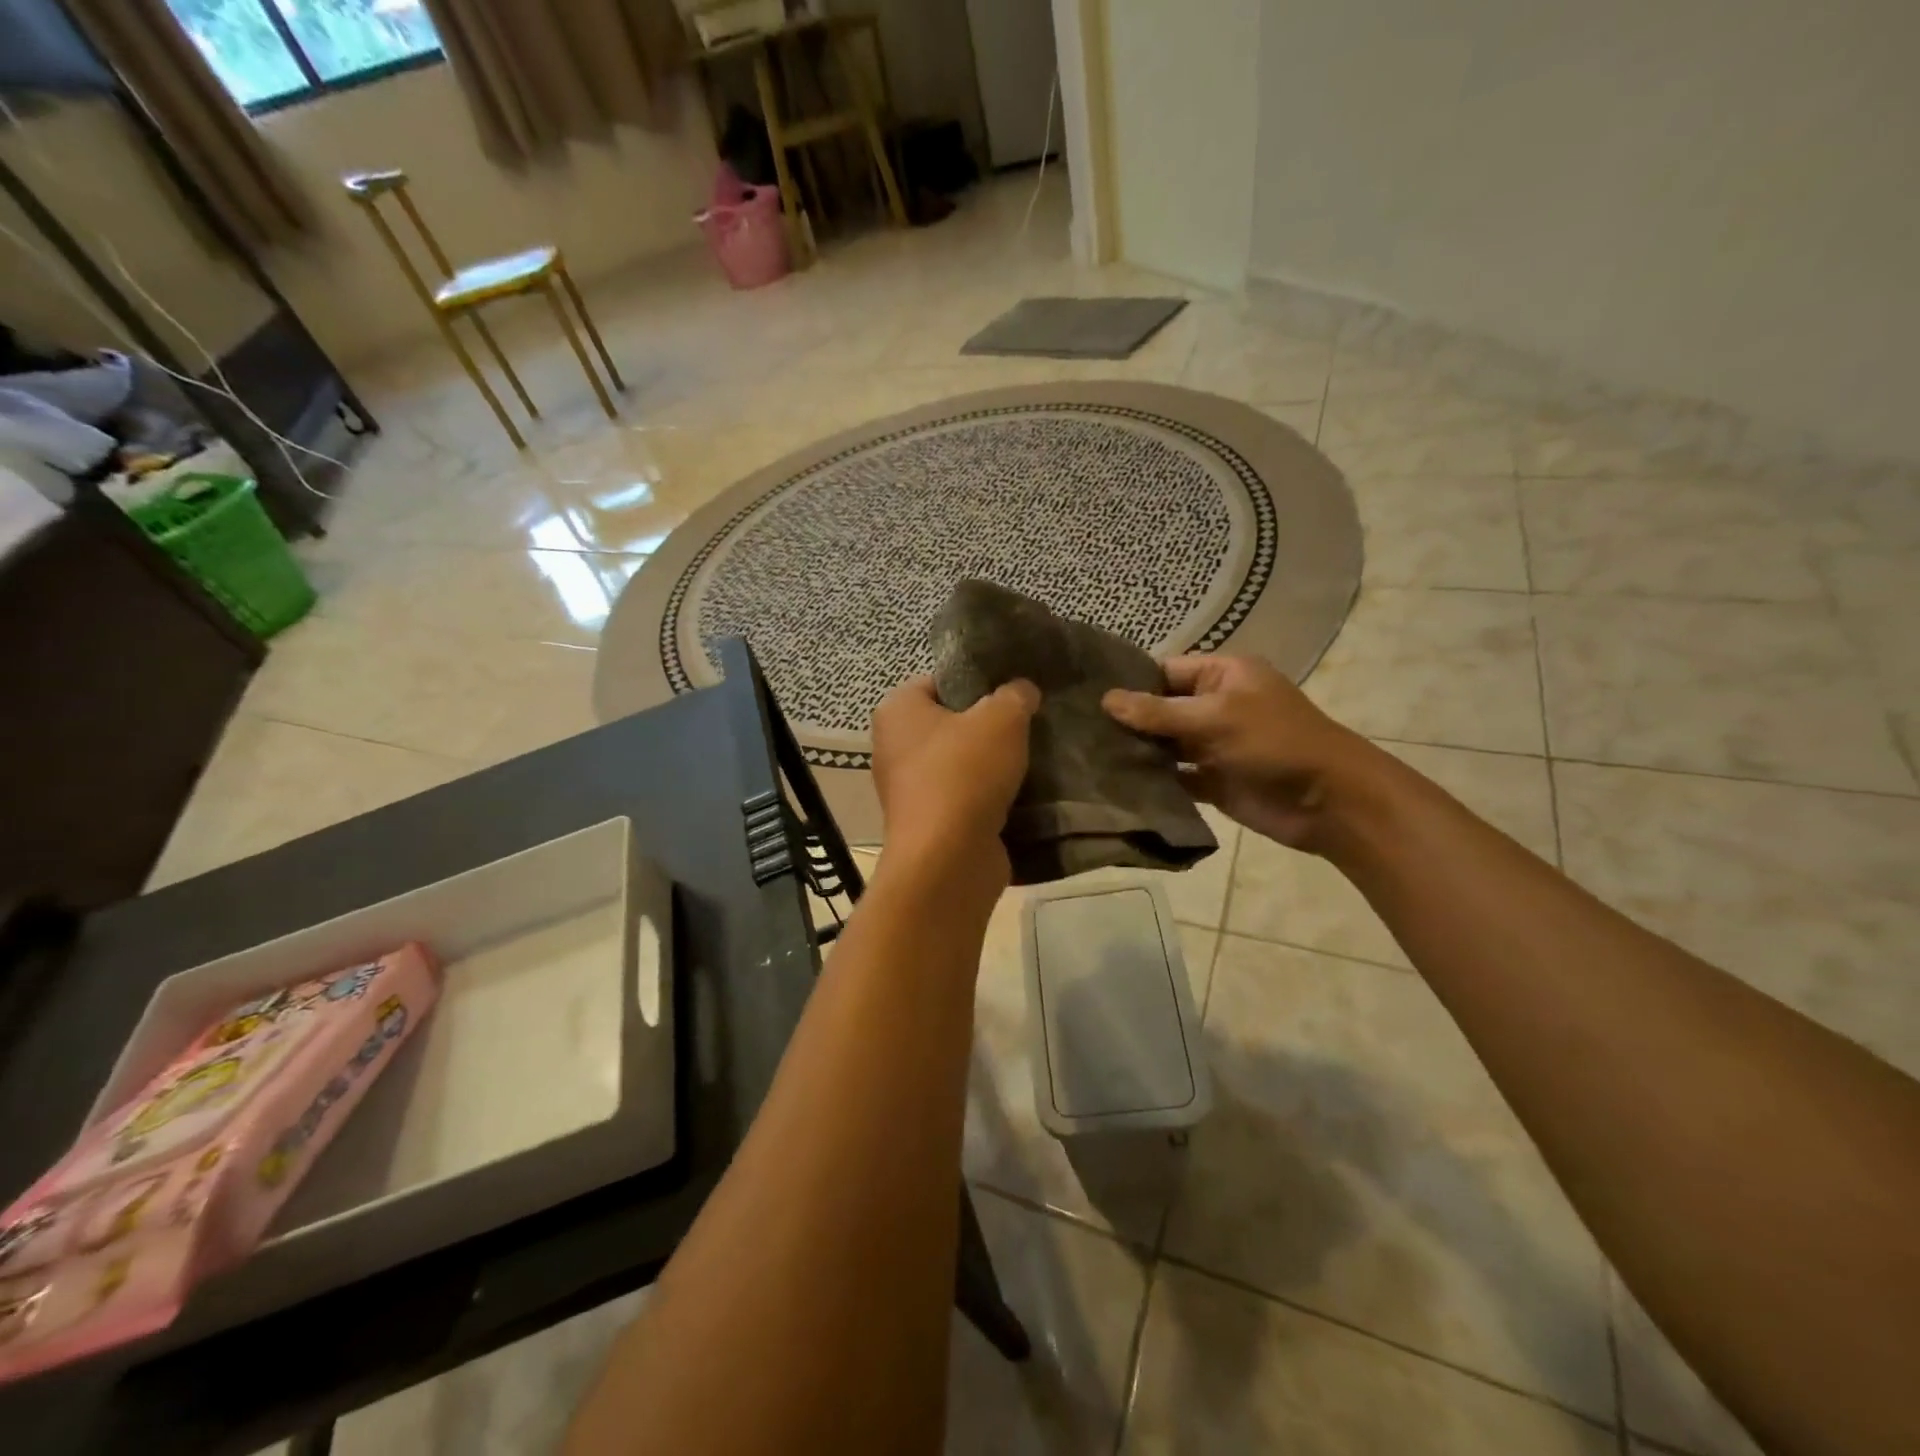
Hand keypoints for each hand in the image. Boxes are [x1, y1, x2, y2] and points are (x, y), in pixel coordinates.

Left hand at [870, 676, 1040, 887]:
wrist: (949, 859)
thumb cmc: (965, 773)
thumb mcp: (1002, 718)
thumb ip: (1014, 695)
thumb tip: (1022, 690)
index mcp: (897, 711)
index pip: (938, 682)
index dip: (976, 682)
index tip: (1012, 692)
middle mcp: (894, 748)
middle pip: (951, 725)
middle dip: (988, 727)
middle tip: (1028, 725)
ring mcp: (910, 790)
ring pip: (960, 765)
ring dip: (992, 766)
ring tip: (1032, 759)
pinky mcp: (930, 824)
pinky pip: (965, 799)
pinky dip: (989, 798)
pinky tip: (1023, 794)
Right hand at [1102, 654, 1383, 852]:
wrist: (1329, 802)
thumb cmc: (1275, 743)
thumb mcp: (1215, 718)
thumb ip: (1159, 712)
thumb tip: (1106, 699)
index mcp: (1223, 675)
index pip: (1165, 671)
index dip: (1131, 683)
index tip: (1086, 696)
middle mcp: (1215, 705)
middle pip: (1161, 708)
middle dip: (1127, 720)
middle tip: (1078, 730)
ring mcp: (1213, 745)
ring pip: (1165, 744)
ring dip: (1137, 751)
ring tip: (1087, 756)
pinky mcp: (1212, 780)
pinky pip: (1175, 776)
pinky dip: (1153, 780)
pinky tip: (1117, 784)